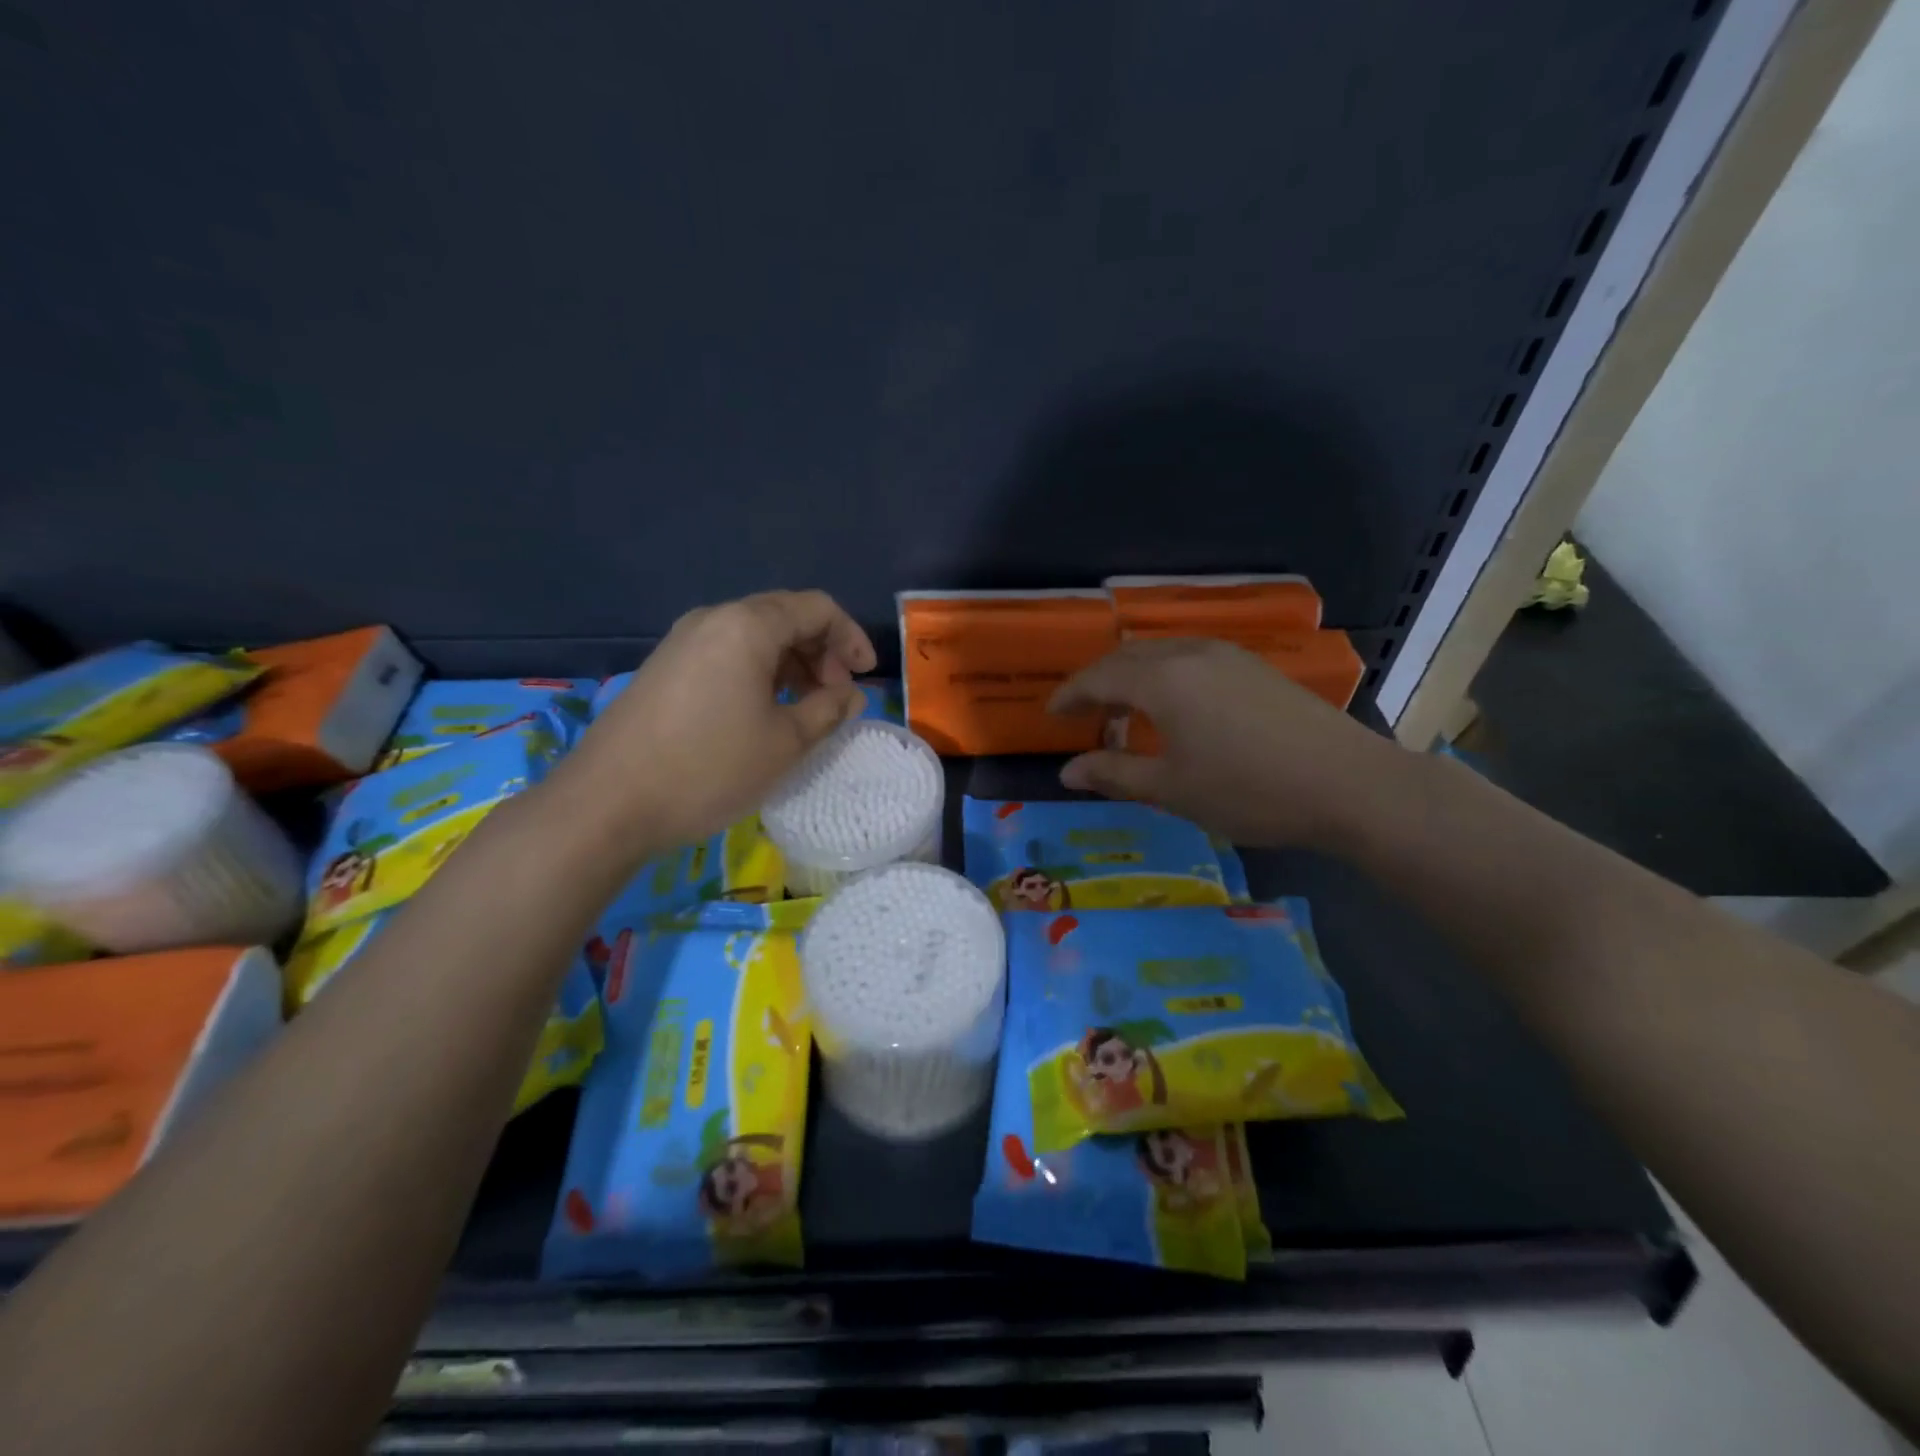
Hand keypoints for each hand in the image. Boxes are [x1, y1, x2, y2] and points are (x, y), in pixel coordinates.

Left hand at [567, 590, 874, 852]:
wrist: (608, 804)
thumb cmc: (709, 768)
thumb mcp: (785, 744)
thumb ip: (829, 710)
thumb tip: (850, 695)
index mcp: (747, 626)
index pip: (816, 608)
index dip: (851, 638)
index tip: (867, 677)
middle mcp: (713, 620)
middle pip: (784, 616)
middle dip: (822, 650)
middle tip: (837, 695)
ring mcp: (682, 642)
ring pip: (754, 636)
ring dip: (791, 663)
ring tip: (806, 707)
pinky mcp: (664, 668)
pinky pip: (726, 654)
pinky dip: (759, 672)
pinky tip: (763, 712)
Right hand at [1048, 639, 1407, 850]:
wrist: (1350, 784)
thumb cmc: (1249, 791)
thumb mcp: (1172, 790)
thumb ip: (1114, 774)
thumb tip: (1066, 771)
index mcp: (1163, 680)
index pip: (1099, 677)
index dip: (1070, 695)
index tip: (1050, 714)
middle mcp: (1191, 654)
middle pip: (1128, 657)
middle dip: (1099, 682)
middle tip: (1083, 714)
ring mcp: (1228, 656)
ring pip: (1162, 654)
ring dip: (1133, 677)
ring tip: (1124, 713)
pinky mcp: (1255, 667)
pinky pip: (1191, 659)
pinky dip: (1165, 677)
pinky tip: (1175, 708)